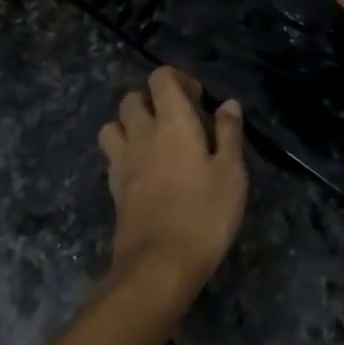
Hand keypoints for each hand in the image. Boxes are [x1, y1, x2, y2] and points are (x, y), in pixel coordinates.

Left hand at [97, 67, 247, 293]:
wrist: (159, 265)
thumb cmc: (204, 215)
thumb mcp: (231, 173)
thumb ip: (229, 134)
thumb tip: (227, 104)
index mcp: (172, 123)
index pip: (161, 78)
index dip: (177, 80)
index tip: (198, 100)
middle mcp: (141, 134)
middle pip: (132, 99)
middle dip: (152, 101)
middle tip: (178, 122)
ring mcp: (123, 162)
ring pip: (113, 125)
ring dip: (130, 126)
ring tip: (154, 143)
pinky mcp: (114, 188)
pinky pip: (112, 156)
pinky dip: (125, 153)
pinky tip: (145, 171)